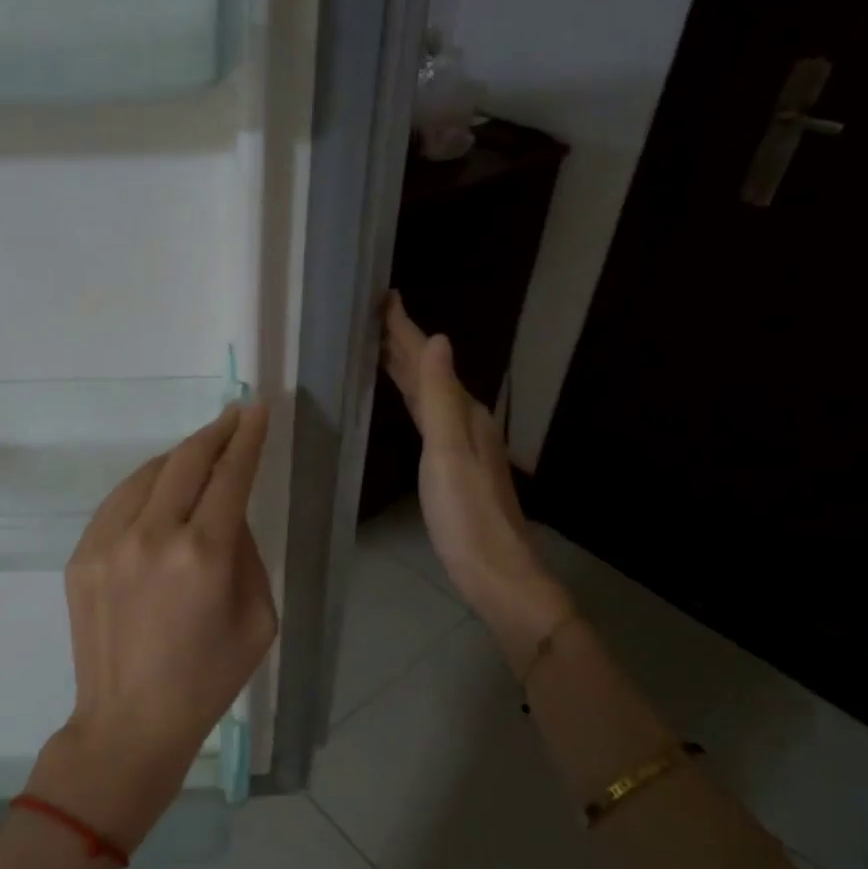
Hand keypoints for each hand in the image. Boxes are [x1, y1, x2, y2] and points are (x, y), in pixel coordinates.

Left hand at [31, 402, 277, 850]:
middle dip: (215, 432)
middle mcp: (154, 536)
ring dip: (179, 458)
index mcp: (205, 555)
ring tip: (199, 455)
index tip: (256, 410)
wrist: (130, 721)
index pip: (231, 475)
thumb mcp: (258, 618)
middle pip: (187, 460)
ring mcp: (109, 543)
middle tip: (232, 417)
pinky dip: (145, 488)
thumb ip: (247, 553)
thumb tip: (228, 512)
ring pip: (148, 474)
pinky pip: (119, 502)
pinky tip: (159, 493)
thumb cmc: (208, 678)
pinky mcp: (82, 555)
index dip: (247, 437)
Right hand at [381, 294, 572, 668]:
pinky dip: (411, 398)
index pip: (428, 360)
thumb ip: (440, 397)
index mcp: (463, 412)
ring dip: (405, 368)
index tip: (384, 297)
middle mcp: (464, 421)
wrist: (494, 571)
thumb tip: (437, 338)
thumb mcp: (448, 452)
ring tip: (380, 348)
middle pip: (428, 373)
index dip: (405, 330)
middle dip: (402, 343)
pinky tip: (405, 401)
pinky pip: (425, 416)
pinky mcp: (451, 466)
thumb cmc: (466, 514)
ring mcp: (460, 444)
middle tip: (373, 316)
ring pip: (427, 393)